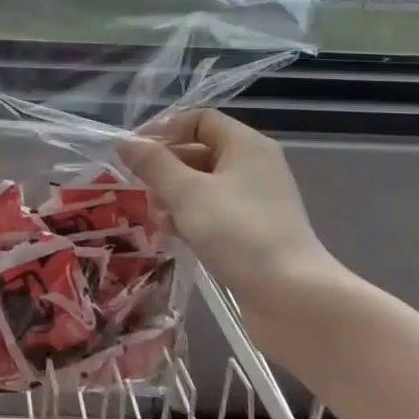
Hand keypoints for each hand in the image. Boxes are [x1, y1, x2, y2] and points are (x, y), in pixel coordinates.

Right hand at [117, 111, 350, 325]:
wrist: (293, 298)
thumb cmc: (238, 232)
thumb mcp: (187, 192)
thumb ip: (153, 164)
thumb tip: (125, 142)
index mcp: (246, 145)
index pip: (199, 119)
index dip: (165, 129)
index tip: (135, 152)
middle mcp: (254, 167)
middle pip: (198, 152)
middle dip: (166, 169)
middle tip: (142, 190)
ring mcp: (255, 202)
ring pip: (202, 186)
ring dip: (174, 198)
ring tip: (158, 219)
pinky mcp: (252, 233)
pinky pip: (212, 213)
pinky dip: (191, 219)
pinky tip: (174, 237)